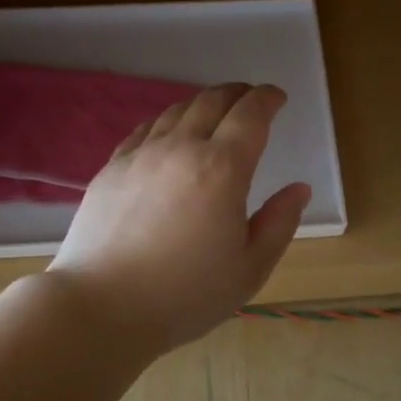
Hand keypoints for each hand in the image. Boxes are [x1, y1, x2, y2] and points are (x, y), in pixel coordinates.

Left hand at [47, 83, 311, 353]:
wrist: (101, 307)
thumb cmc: (186, 295)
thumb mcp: (250, 268)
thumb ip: (280, 223)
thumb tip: (298, 189)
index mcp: (223, 169)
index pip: (251, 114)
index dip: (267, 99)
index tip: (278, 98)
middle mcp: (181, 148)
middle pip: (212, 101)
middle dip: (238, 93)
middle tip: (250, 98)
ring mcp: (141, 155)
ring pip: (176, 111)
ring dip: (203, 103)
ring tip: (214, 112)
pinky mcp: (111, 168)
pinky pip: (146, 130)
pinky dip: (168, 122)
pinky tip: (169, 134)